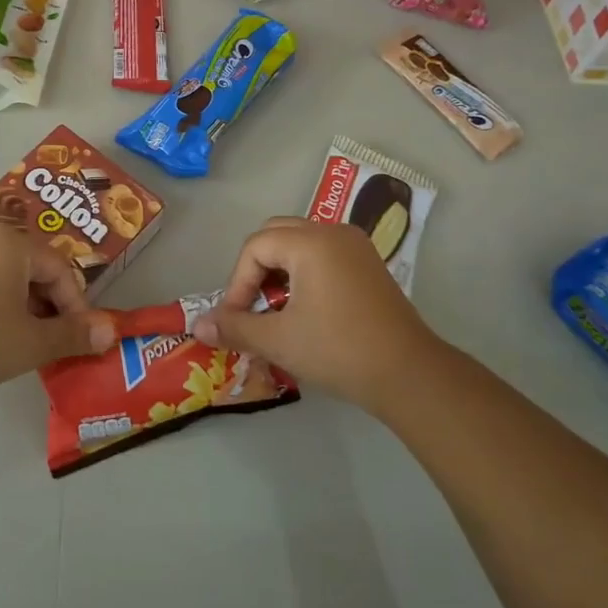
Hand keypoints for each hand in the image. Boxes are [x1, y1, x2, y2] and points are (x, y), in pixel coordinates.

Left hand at [0, 222, 116, 397]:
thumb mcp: (32, 342)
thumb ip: (74, 334)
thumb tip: (110, 332)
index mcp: (13, 243)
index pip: (60, 268)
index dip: (75, 305)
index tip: (79, 338)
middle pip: (34, 266)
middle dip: (50, 303)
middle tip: (53, 339)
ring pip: (8, 272)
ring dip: (24, 303)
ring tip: (26, 338)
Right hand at [194, 217, 448, 413]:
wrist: (409, 374)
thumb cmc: (339, 351)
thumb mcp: (278, 340)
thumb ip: (235, 327)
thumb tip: (198, 325)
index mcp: (310, 242)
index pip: (255, 248)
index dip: (238, 283)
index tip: (237, 319)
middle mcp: (332, 232)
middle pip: (276, 234)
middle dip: (255, 268)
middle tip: (253, 306)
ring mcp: (355, 246)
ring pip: (300, 241)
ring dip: (279, 268)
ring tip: (276, 308)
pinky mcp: (369, 263)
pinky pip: (323, 252)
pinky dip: (304, 270)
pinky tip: (306, 307)